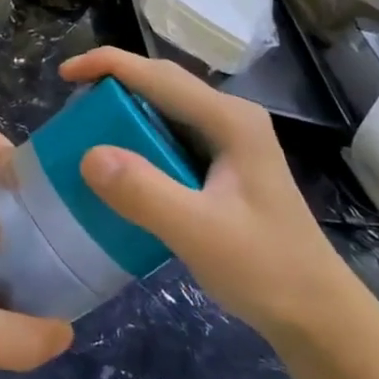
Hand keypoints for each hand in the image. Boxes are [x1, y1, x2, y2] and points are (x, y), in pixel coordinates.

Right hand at [60, 47, 358, 340]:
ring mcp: (229, 143)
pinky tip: (119, 166)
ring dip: (123, 114)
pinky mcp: (222, 167)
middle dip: (113, 86)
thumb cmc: (265, 268)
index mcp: (230, 121)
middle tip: (70, 108)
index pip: (159, 76)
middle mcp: (230, 119)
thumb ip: (144, 192)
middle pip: (161, 85)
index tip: (63, 75)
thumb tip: (88, 155)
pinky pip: (169, 138)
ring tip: (85, 131)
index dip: (107, 65)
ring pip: (164, 111)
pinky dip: (137, 141)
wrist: (315, 313)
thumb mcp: (198, 232)